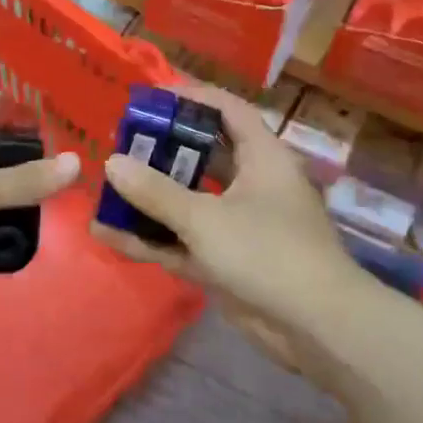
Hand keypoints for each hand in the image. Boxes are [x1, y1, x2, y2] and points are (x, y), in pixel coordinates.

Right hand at [89, 83, 362, 372]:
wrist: (314, 325)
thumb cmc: (267, 252)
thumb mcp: (205, 218)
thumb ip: (156, 192)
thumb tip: (112, 163)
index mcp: (262, 158)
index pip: (228, 110)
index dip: (192, 97)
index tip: (151, 97)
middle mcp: (252, 185)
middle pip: (203, 157)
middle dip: (163, 152)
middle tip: (122, 145)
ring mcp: (239, 226)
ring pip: (189, 203)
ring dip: (151, 200)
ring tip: (107, 189)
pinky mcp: (227, 262)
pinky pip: (184, 242)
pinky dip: (153, 239)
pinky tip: (110, 236)